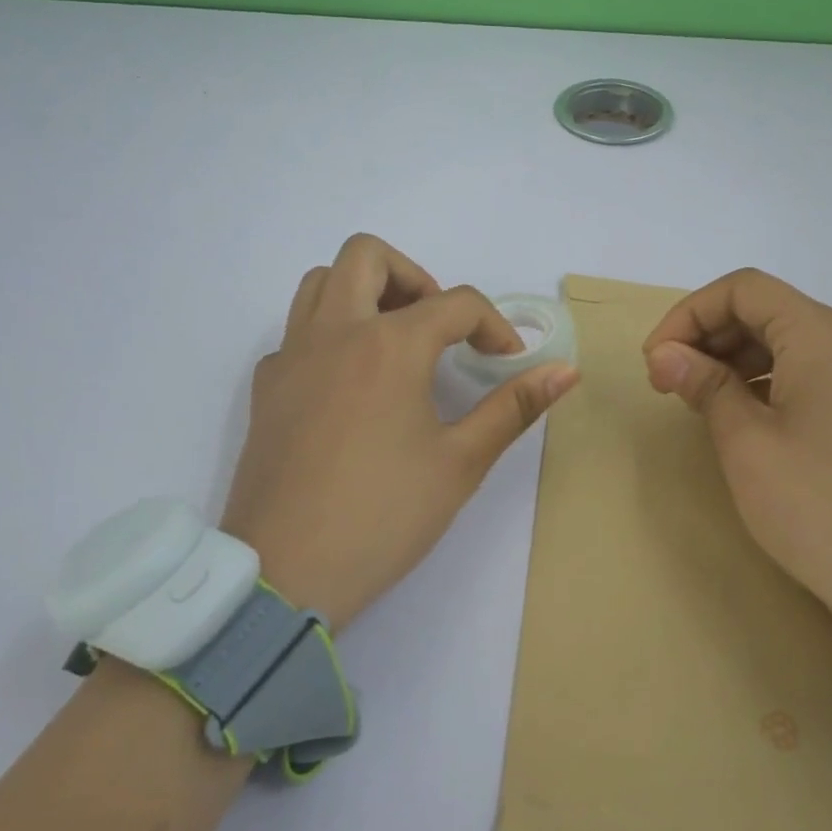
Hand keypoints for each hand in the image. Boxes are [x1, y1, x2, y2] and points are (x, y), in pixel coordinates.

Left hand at [222, 235, 578, 628]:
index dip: (494, 326)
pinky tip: (350, 386)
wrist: (284, 573)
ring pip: (321, 282)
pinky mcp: (265, 387)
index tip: (507, 360)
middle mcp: (335, 332)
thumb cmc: (383, 516)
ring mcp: (291, 356)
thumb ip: (513, 407)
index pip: (456, 303)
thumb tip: (566, 370)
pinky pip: (297, 332)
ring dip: (364, 292)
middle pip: (368, 256)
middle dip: (415, 277)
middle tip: (438, 326)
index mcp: (389, 344)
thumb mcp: (461, 463)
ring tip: (394, 340)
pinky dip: (329, 335)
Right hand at [642, 269, 831, 636]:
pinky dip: (768, 377)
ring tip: (698, 399)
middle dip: (709, 336)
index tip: (656, 358)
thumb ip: (703, 384)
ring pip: (789, 339)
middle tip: (668, 381)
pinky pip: (813, 368)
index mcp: (824, 335)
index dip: (689, 314)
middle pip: (767, 310)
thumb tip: (665, 354)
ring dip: (735, 358)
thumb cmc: (817, 505)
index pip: (744, 290)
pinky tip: (742, 412)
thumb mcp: (746, 443)